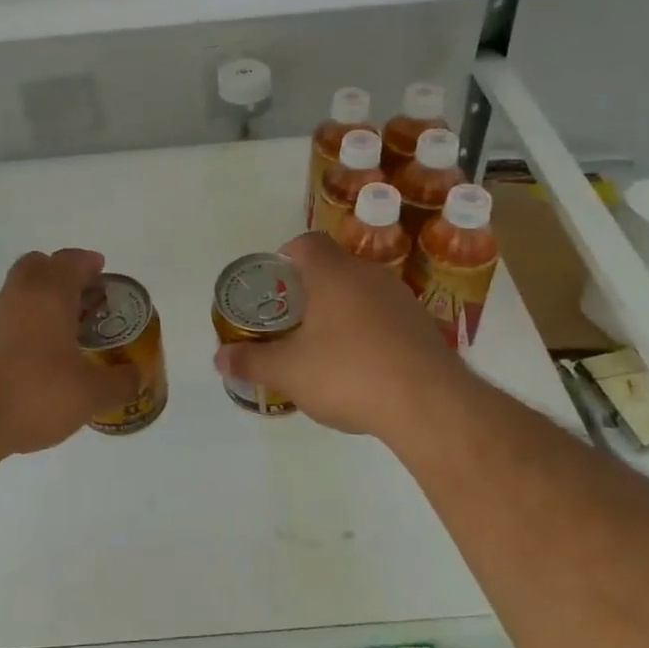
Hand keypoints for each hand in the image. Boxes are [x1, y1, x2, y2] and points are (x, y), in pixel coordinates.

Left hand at [0, 248, 141, 458]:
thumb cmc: (34, 393)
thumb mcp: (90, 395)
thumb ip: (119, 383)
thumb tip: (137, 376)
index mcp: (48, 295)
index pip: (69, 261)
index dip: (87, 262)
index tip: (100, 269)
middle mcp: (15, 297)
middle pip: (36, 267)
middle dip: (58, 274)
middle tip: (80, 297)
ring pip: (15, 296)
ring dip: (36, 305)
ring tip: (59, 335)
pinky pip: (0, 325)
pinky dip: (18, 332)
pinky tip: (29, 363)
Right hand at [214, 232, 464, 439]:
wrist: (430, 404)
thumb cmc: (348, 374)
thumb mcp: (289, 372)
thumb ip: (251, 362)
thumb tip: (219, 358)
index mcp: (333, 274)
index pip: (306, 243)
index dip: (285, 257)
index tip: (274, 285)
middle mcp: (369, 275)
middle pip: (334, 267)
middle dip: (310, 289)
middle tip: (292, 321)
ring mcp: (401, 299)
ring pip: (362, 292)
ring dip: (342, 310)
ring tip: (325, 346)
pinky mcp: (423, 325)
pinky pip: (386, 316)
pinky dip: (370, 330)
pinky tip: (363, 366)